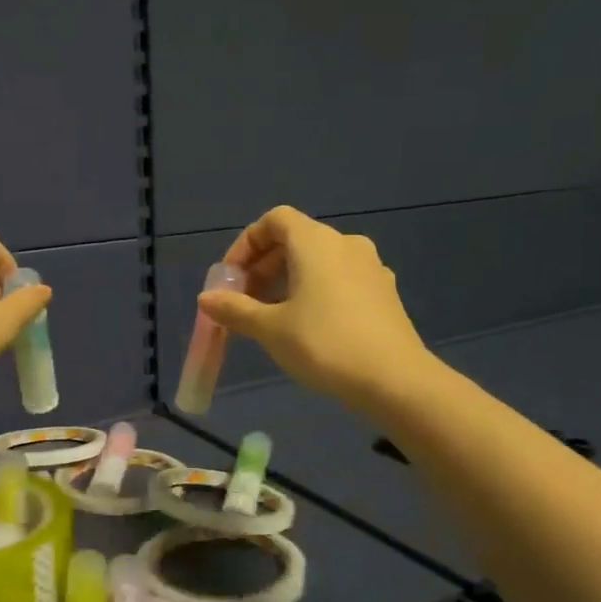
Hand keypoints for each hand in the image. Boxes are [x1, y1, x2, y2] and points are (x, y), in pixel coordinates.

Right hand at [197, 206, 430, 412]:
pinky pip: (339, 281)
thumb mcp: (270, 329)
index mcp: (316, 243)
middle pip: (295, 241)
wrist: (395, 380)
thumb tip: (205, 298)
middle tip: (243, 303)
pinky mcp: (384, 294)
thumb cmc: (324, 345)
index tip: (231, 279)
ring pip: (318, 263)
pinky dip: (314, 293)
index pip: (274, 221)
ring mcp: (370, 268)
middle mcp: (346, 244)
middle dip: (262, 268)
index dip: (246, 244)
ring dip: (287, 282)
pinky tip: (307, 328)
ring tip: (270, 319)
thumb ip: (235, 310)